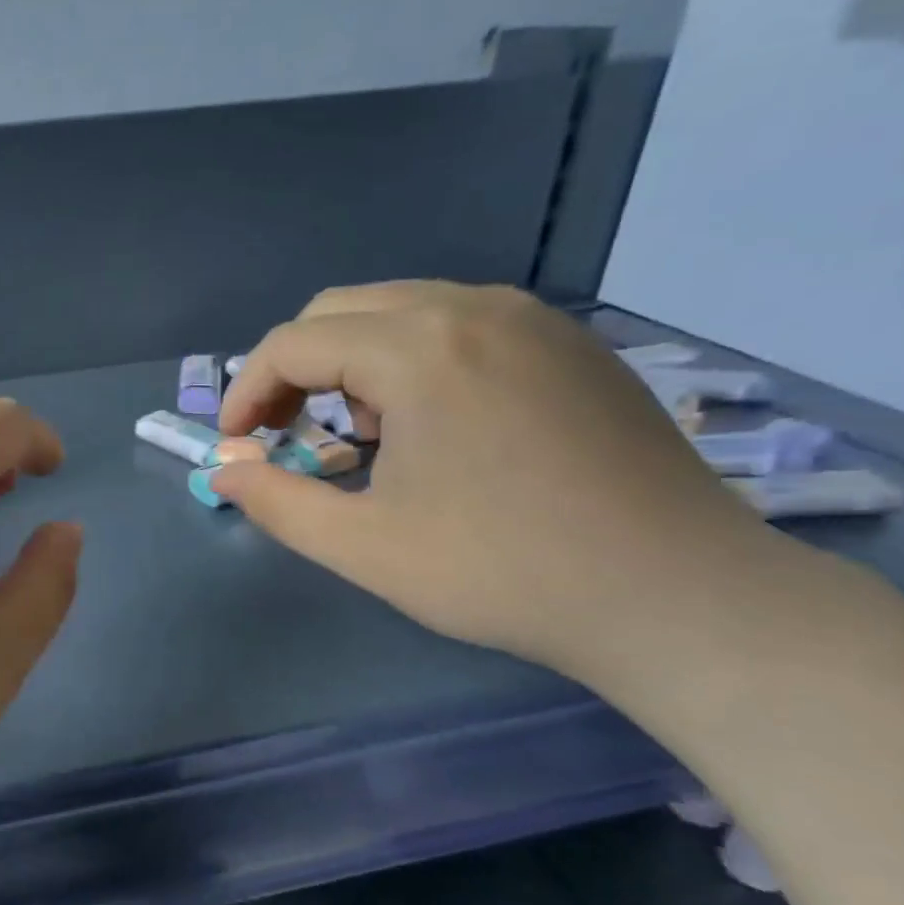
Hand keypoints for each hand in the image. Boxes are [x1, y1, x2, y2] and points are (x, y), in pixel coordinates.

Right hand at [213, 282, 785, 683]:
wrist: (679, 596)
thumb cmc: (505, 572)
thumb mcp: (365, 547)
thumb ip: (276, 503)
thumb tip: (224, 473)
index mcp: (420, 348)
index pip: (294, 342)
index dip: (247, 391)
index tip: (236, 445)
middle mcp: (473, 308)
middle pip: (341, 310)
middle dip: (294, 369)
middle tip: (283, 433)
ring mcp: (532, 318)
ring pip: (400, 310)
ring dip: (351, 362)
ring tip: (358, 435)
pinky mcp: (569, 343)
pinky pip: (459, 324)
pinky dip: (412, 359)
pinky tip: (429, 424)